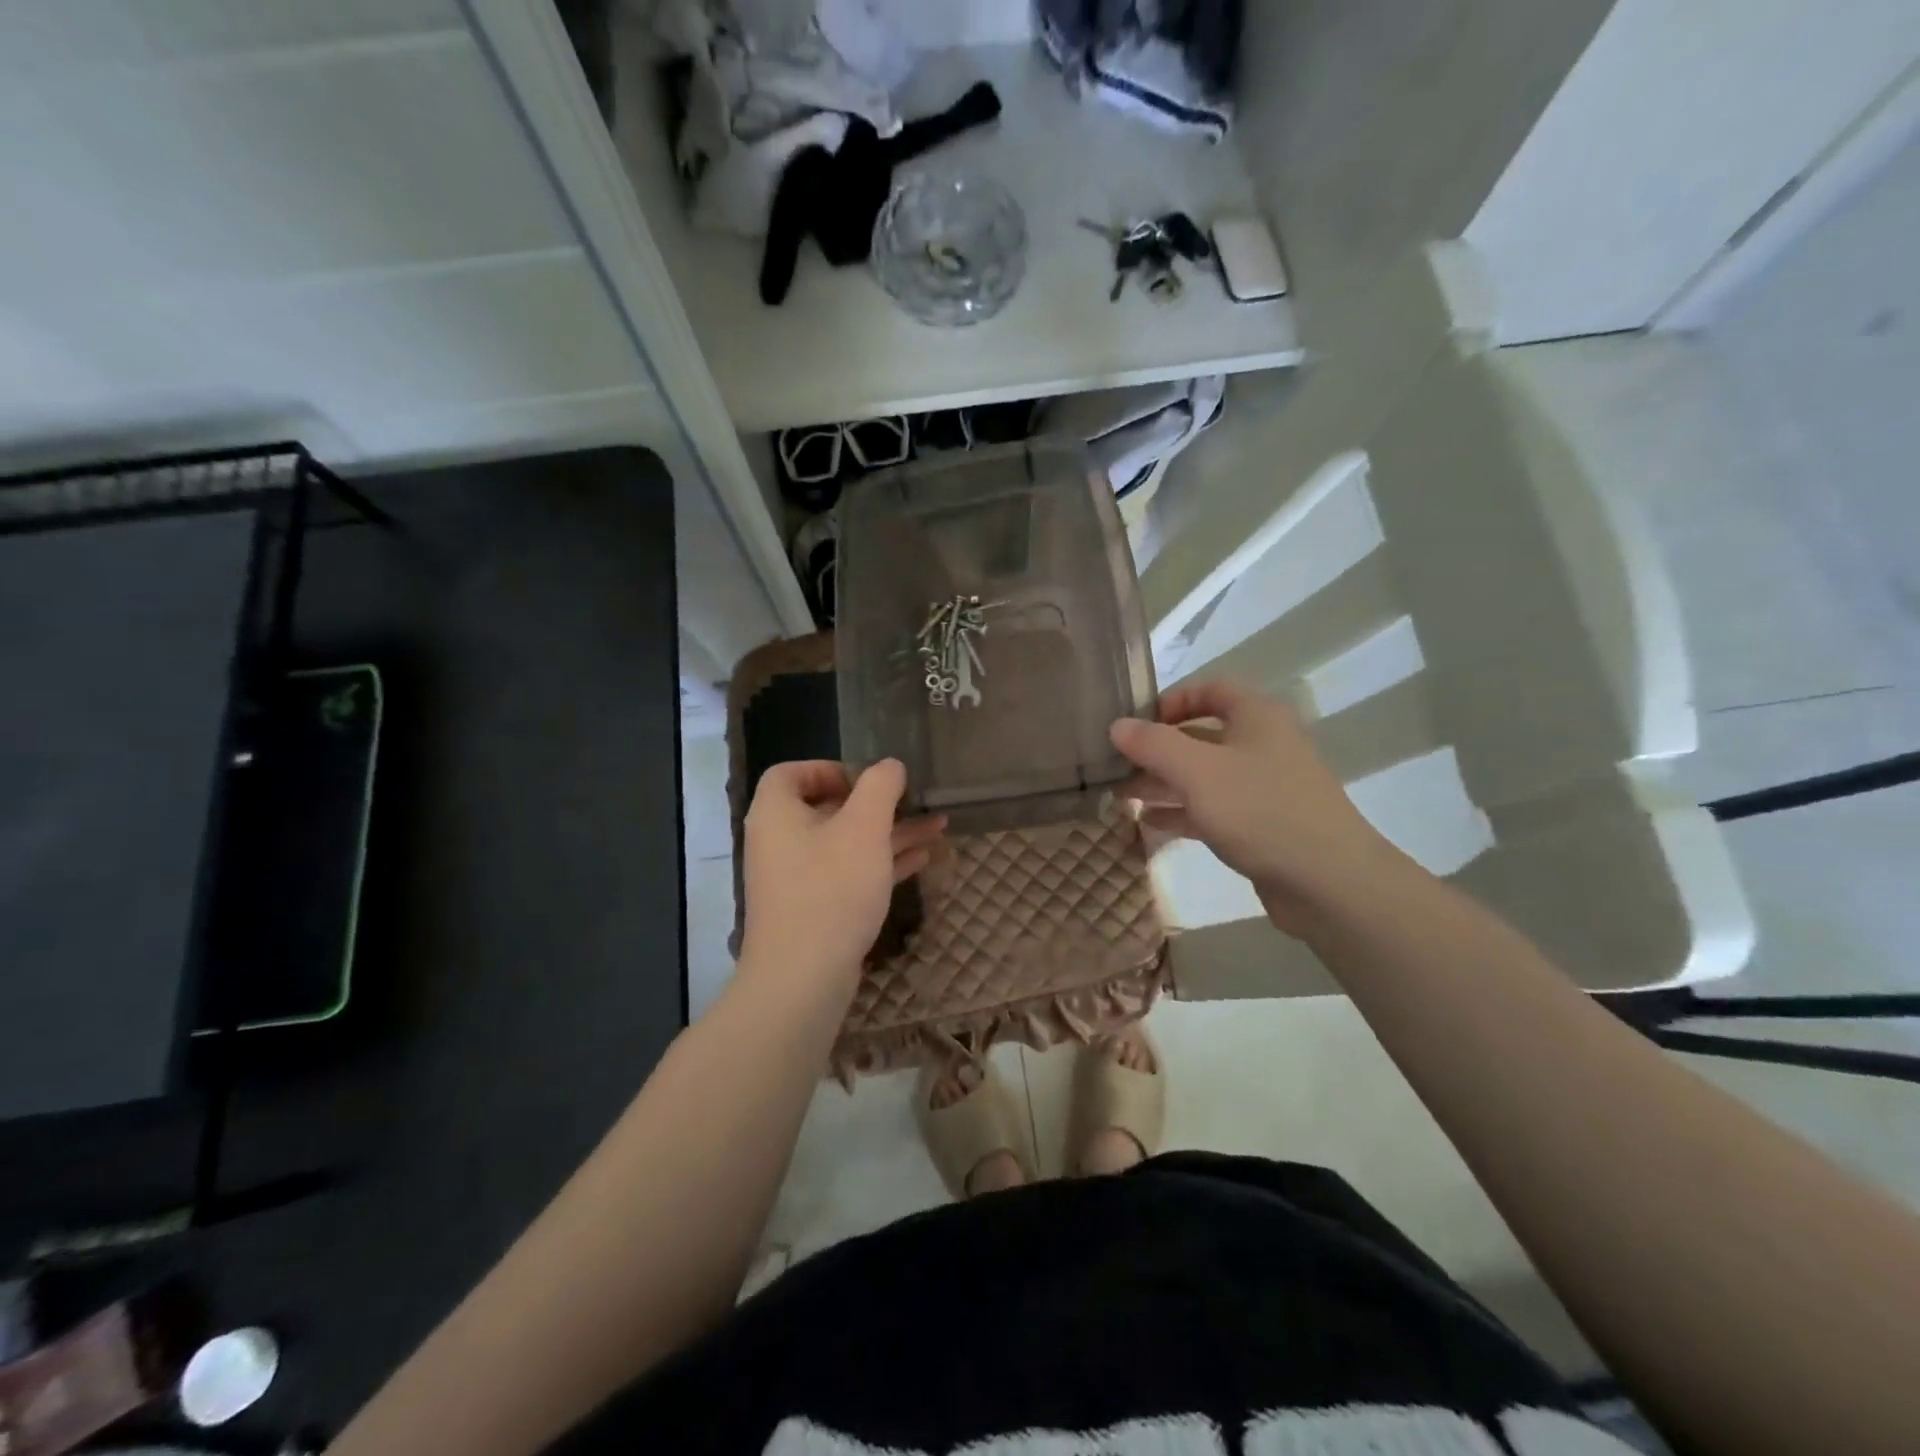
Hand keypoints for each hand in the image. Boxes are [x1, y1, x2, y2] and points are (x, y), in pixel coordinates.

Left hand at [739, 759, 944, 994]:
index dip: (831, 768)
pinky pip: (848, 873)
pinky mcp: (813, 908)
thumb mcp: (864, 827)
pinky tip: (922, 860)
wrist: (803, 979)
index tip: (869, 781)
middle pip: (827, 807)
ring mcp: (796, 878)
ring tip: (937, 827)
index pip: (792, 772)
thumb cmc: (831, 889)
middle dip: (878, 803)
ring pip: (846, 842)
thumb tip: (890, 765)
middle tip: (914, 801)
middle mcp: (780, 841)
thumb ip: (880, 787)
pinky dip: (881, 862)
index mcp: (777, 812)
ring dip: (889, 833)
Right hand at [1110, 680, 1402, 933]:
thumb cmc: (1261, 811)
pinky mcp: (1261, 824)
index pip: (1210, 689)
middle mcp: (1263, 744)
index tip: (1135, 723)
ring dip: (1163, 781)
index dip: (1171, 700)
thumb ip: (1154, 744)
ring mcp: (1264, 786)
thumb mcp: (1198, 772)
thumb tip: (1117, 725)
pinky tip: (1149, 823)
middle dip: (1157, 748)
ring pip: (1204, 774)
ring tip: (1120, 794)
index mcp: (1257, 716)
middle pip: (1201, 734)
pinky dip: (1182, 811)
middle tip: (1115, 764)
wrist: (1329, 883)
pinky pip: (1213, 807)